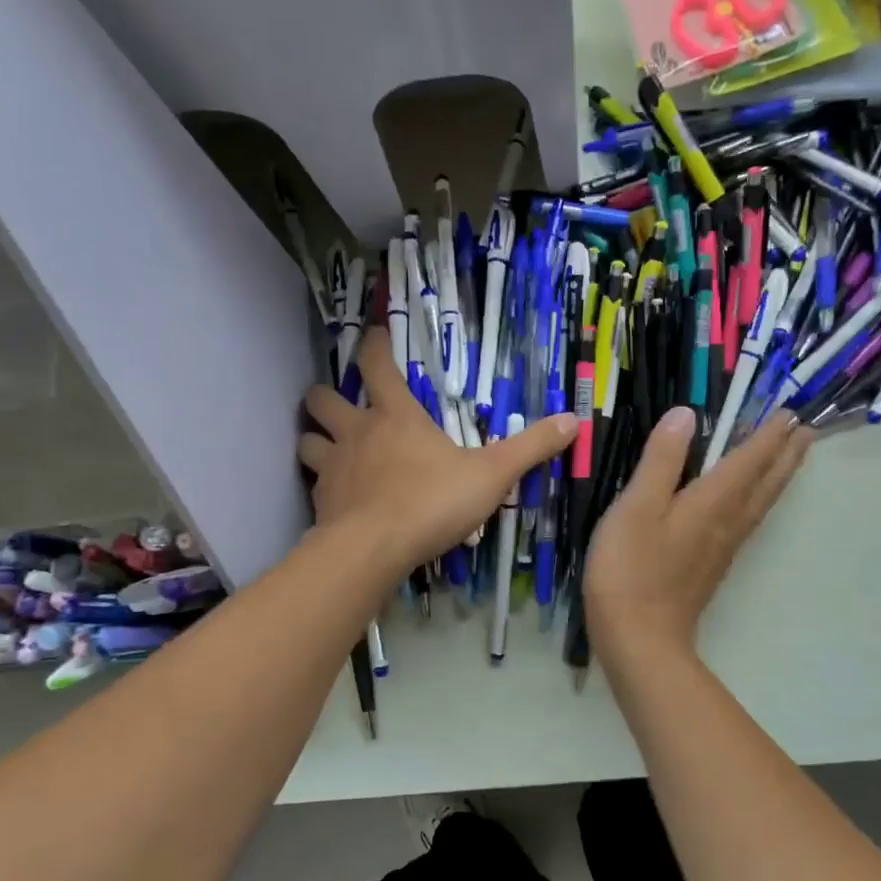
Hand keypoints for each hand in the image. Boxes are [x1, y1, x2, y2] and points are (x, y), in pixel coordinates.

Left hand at [299, 327, 576, 578]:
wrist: (374, 549)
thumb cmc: (433, 502)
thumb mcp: (492, 475)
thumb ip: (530, 448)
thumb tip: (574, 419)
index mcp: (396, 416)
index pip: (377, 364)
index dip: (374, 343)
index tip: (373, 331)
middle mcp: (356, 432)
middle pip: (322, 397)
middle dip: (327, 395)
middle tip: (343, 404)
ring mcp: (333, 467)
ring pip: (307, 439)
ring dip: (317, 438)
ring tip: (332, 448)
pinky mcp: (320, 501)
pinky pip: (313, 482)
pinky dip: (322, 482)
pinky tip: (337, 496)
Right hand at [584, 404, 811, 661]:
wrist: (640, 640)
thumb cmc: (631, 570)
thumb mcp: (636, 507)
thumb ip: (661, 460)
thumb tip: (686, 414)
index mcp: (713, 501)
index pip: (750, 458)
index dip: (769, 433)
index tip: (789, 410)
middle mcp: (728, 521)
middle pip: (767, 481)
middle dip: (787, 453)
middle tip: (806, 429)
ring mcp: (723, 547)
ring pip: (761, 502)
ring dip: (779, 475)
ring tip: (791, 457)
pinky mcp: (712, 565)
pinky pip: (748, 519)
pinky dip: (759, 498)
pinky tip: (749, 503)